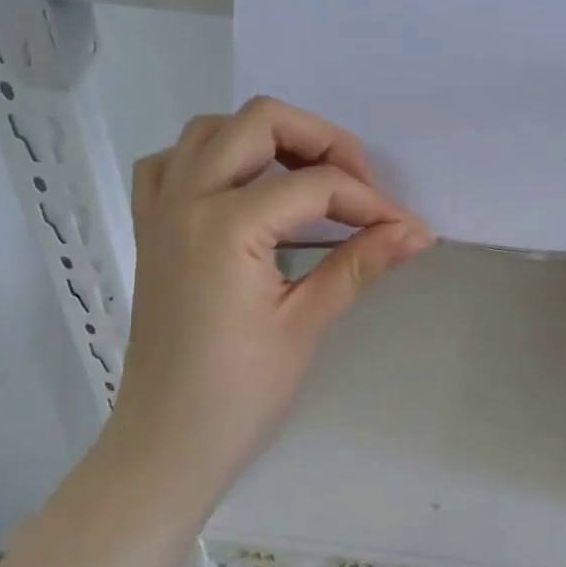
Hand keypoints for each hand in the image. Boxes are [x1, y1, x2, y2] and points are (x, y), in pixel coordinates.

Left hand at [110, 97, 432, 484]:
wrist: (167, 444)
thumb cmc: (238, 394)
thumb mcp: (306, 324)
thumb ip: (360, 264)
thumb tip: (416, 233)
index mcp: (226, 226)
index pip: (314, 186)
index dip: (369, 202)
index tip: (404, 229)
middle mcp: (186, 200)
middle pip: (260, 122)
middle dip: (321, 140)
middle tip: (357, 184)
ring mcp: (160, 211)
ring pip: (210, 130)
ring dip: (263, 138)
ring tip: (304, 177)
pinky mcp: (149, 229)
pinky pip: (169, 163)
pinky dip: (208, 158)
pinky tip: (238, 188)